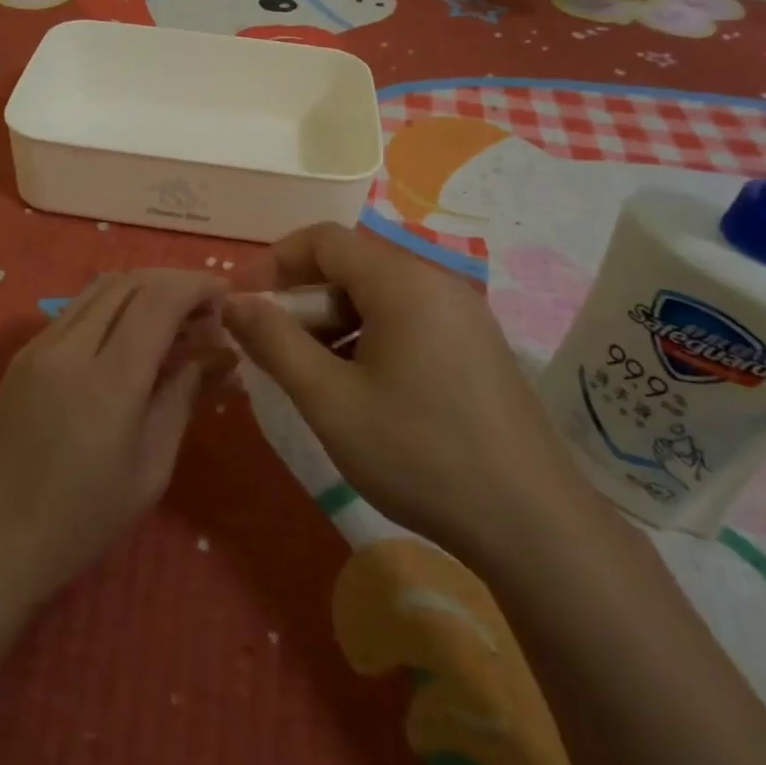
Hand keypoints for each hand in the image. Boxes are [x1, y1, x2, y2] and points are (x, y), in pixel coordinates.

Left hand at [0, 269, 229, 614]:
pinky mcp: (22, 354)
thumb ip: (181, 398)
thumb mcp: (150, 471)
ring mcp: (39, 345)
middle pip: (130, 281)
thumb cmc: (79, 522)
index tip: (225, 296)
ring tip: (173, 322)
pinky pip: (77, 309)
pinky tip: (131, 338)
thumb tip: (212, 353)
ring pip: (101, 288)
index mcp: (107, 381)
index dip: (197, 286)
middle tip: (205, 313)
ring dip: (144, 290)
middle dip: (175, 283)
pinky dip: (115, 306)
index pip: (159, 300)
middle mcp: (69, 347)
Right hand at [224, 223, 598, 567]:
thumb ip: (274, 342)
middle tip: (270, 345)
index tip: (241, 300)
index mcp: (402, 281)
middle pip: (351, 266)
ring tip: (309, 373)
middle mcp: (436, 282)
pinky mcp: (476, 346)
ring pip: (378, 297)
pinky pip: (407, 321)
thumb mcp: (330, 400)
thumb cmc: (419, 454)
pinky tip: (357, 388)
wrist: (532, 524)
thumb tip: (233, 302)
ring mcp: (463, 315)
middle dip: (301, 299)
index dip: (273, 262)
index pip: (323, 240)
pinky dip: (368, 338)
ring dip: (333, 322)